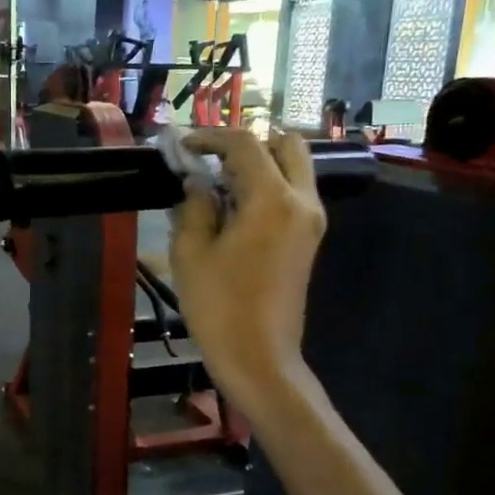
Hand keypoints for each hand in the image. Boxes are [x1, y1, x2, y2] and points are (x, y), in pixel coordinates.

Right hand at [170, 127, 327, 414]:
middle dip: (247, 144)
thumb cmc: (219, 306)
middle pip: (286, 145)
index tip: (183, 146)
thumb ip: (193, 206)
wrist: (259, 357)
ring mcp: (311, 221)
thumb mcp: (191, 252)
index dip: (211, 137)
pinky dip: (268, 186)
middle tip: (211, 161)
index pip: (246, 145)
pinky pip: (293, 193)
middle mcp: (302, 201)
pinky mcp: (310, 239)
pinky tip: (234, 208)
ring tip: (218, 185)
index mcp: (272, 199)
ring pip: (293, 168)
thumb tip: (196, 183)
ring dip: (259, 165)